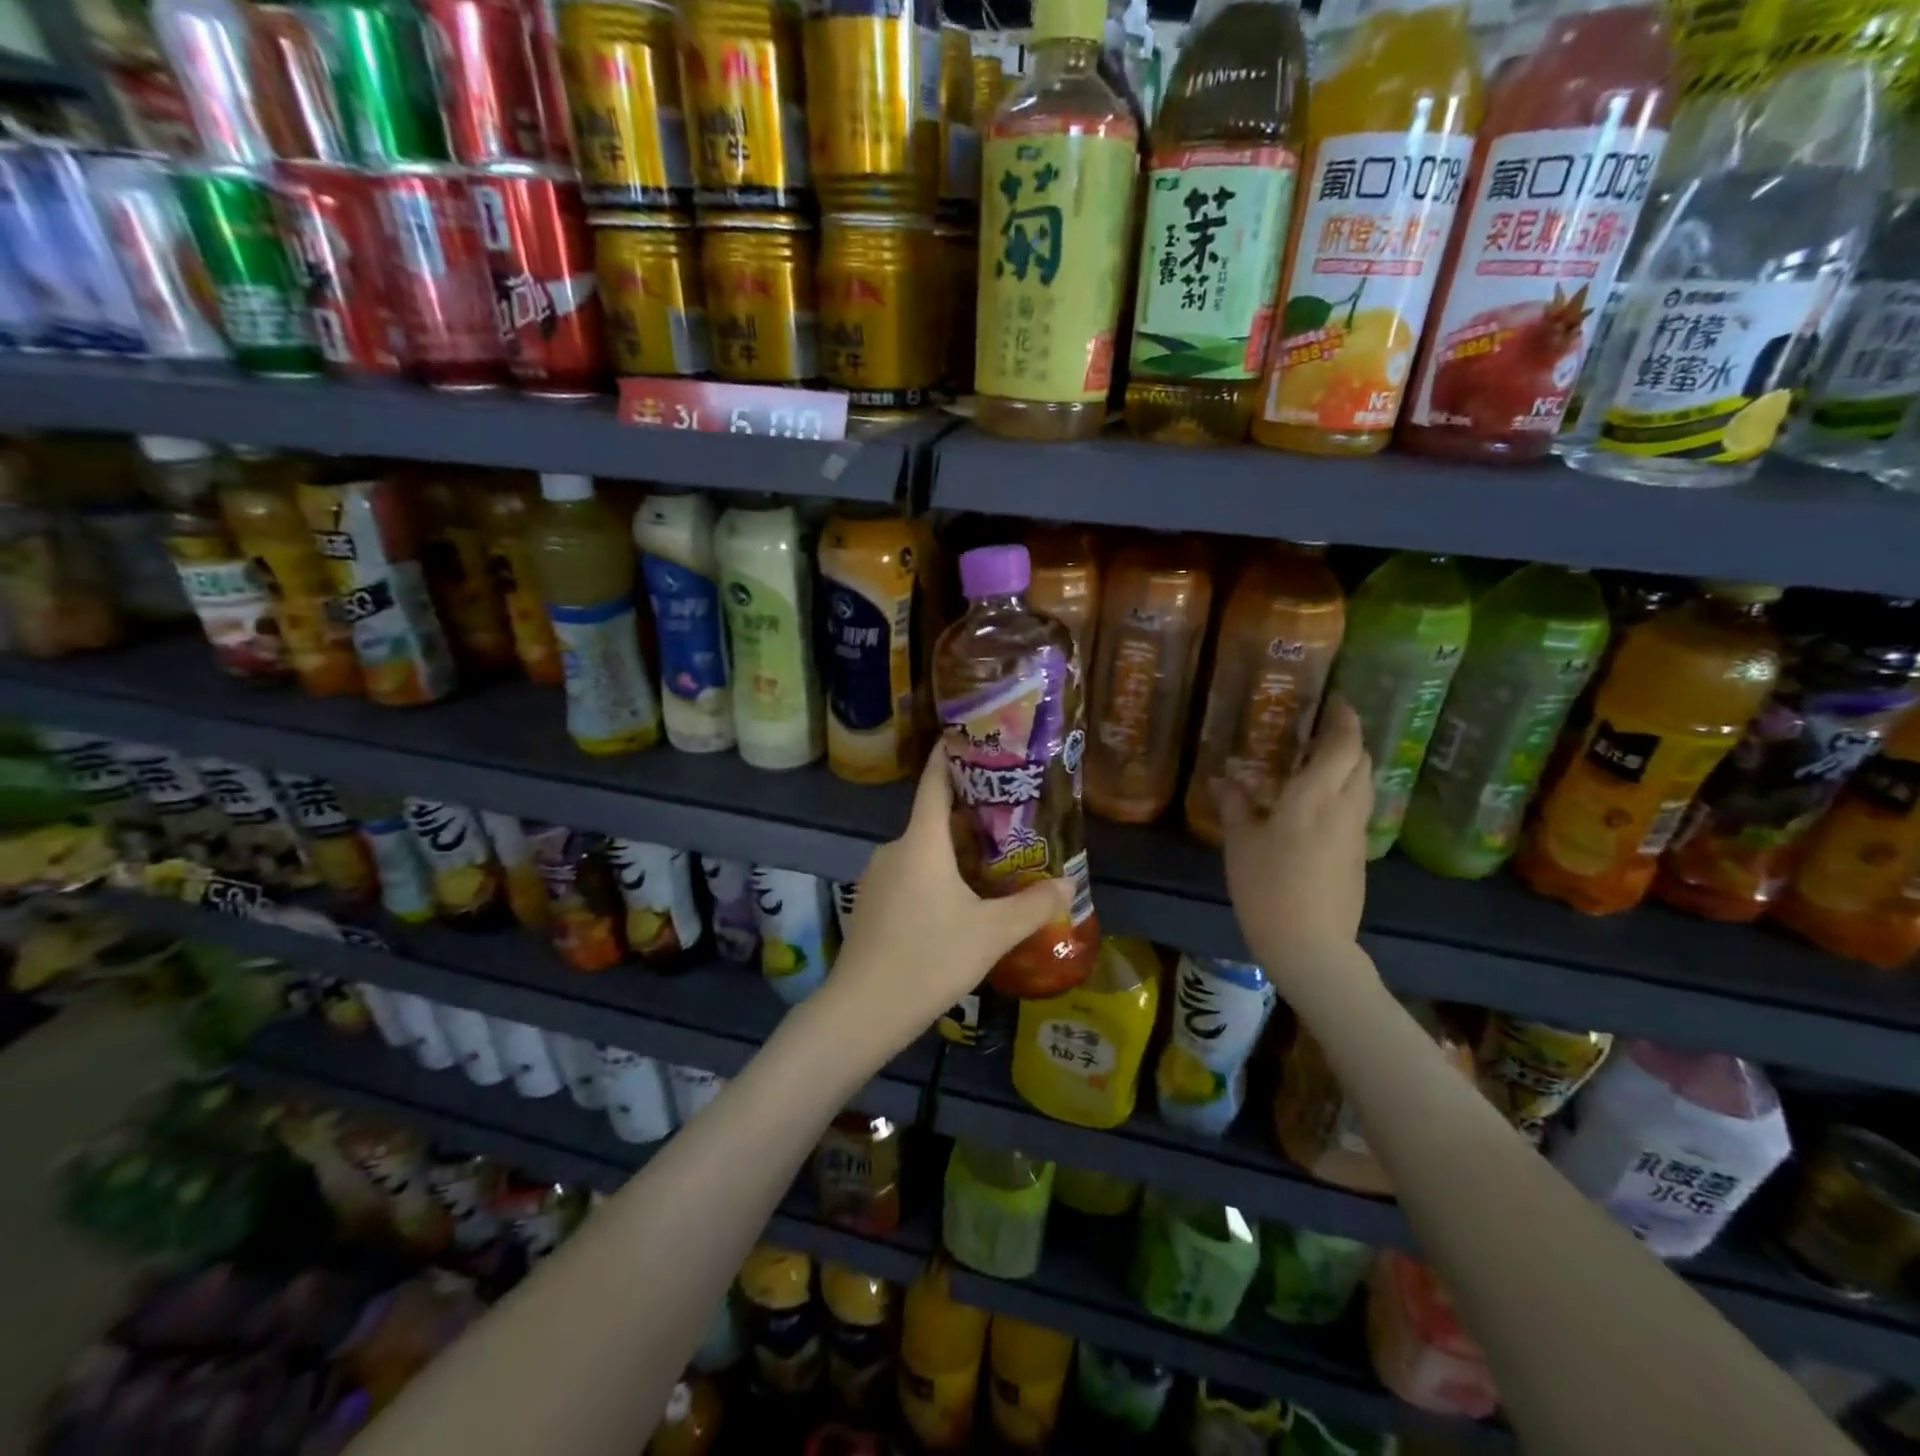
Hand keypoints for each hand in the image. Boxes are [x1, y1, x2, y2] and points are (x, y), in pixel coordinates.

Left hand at [822, 746, 1069, 1054]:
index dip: (949, 755)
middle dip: (969, 816)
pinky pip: (908, 875)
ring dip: (953, 853)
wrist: (862, 1010)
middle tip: (1009, 817)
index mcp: (921, 842)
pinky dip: (934, 877)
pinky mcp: (870, 904)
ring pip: (922, 852)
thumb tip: (1067, 886)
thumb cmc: (929, 958)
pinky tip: (957, 904)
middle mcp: (894, 849)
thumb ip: (1032, 907)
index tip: (967, 736)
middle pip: (933, 819)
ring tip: (992, 863)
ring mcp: (877, 877)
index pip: (934, 782)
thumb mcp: (991, 933)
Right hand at [1217, 696, 1374, 982]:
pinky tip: (1318, 808)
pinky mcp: (1359, 857)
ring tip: (1320, 766)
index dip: (1345, 721)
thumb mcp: (1240, 844)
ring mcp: (1356, 835)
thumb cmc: (1267, 887)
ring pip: (1365, 787)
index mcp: (1314, 798)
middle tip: (1320, 734)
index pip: (1343, 747)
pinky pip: (1358, 811)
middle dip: (1349, 742)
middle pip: (1362, 763)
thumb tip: (1224, 779)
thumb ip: (1235, 806)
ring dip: (1350, 768)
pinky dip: (1346, 795)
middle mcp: (1344, 809)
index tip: (1338, 703)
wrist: (1310, 945)